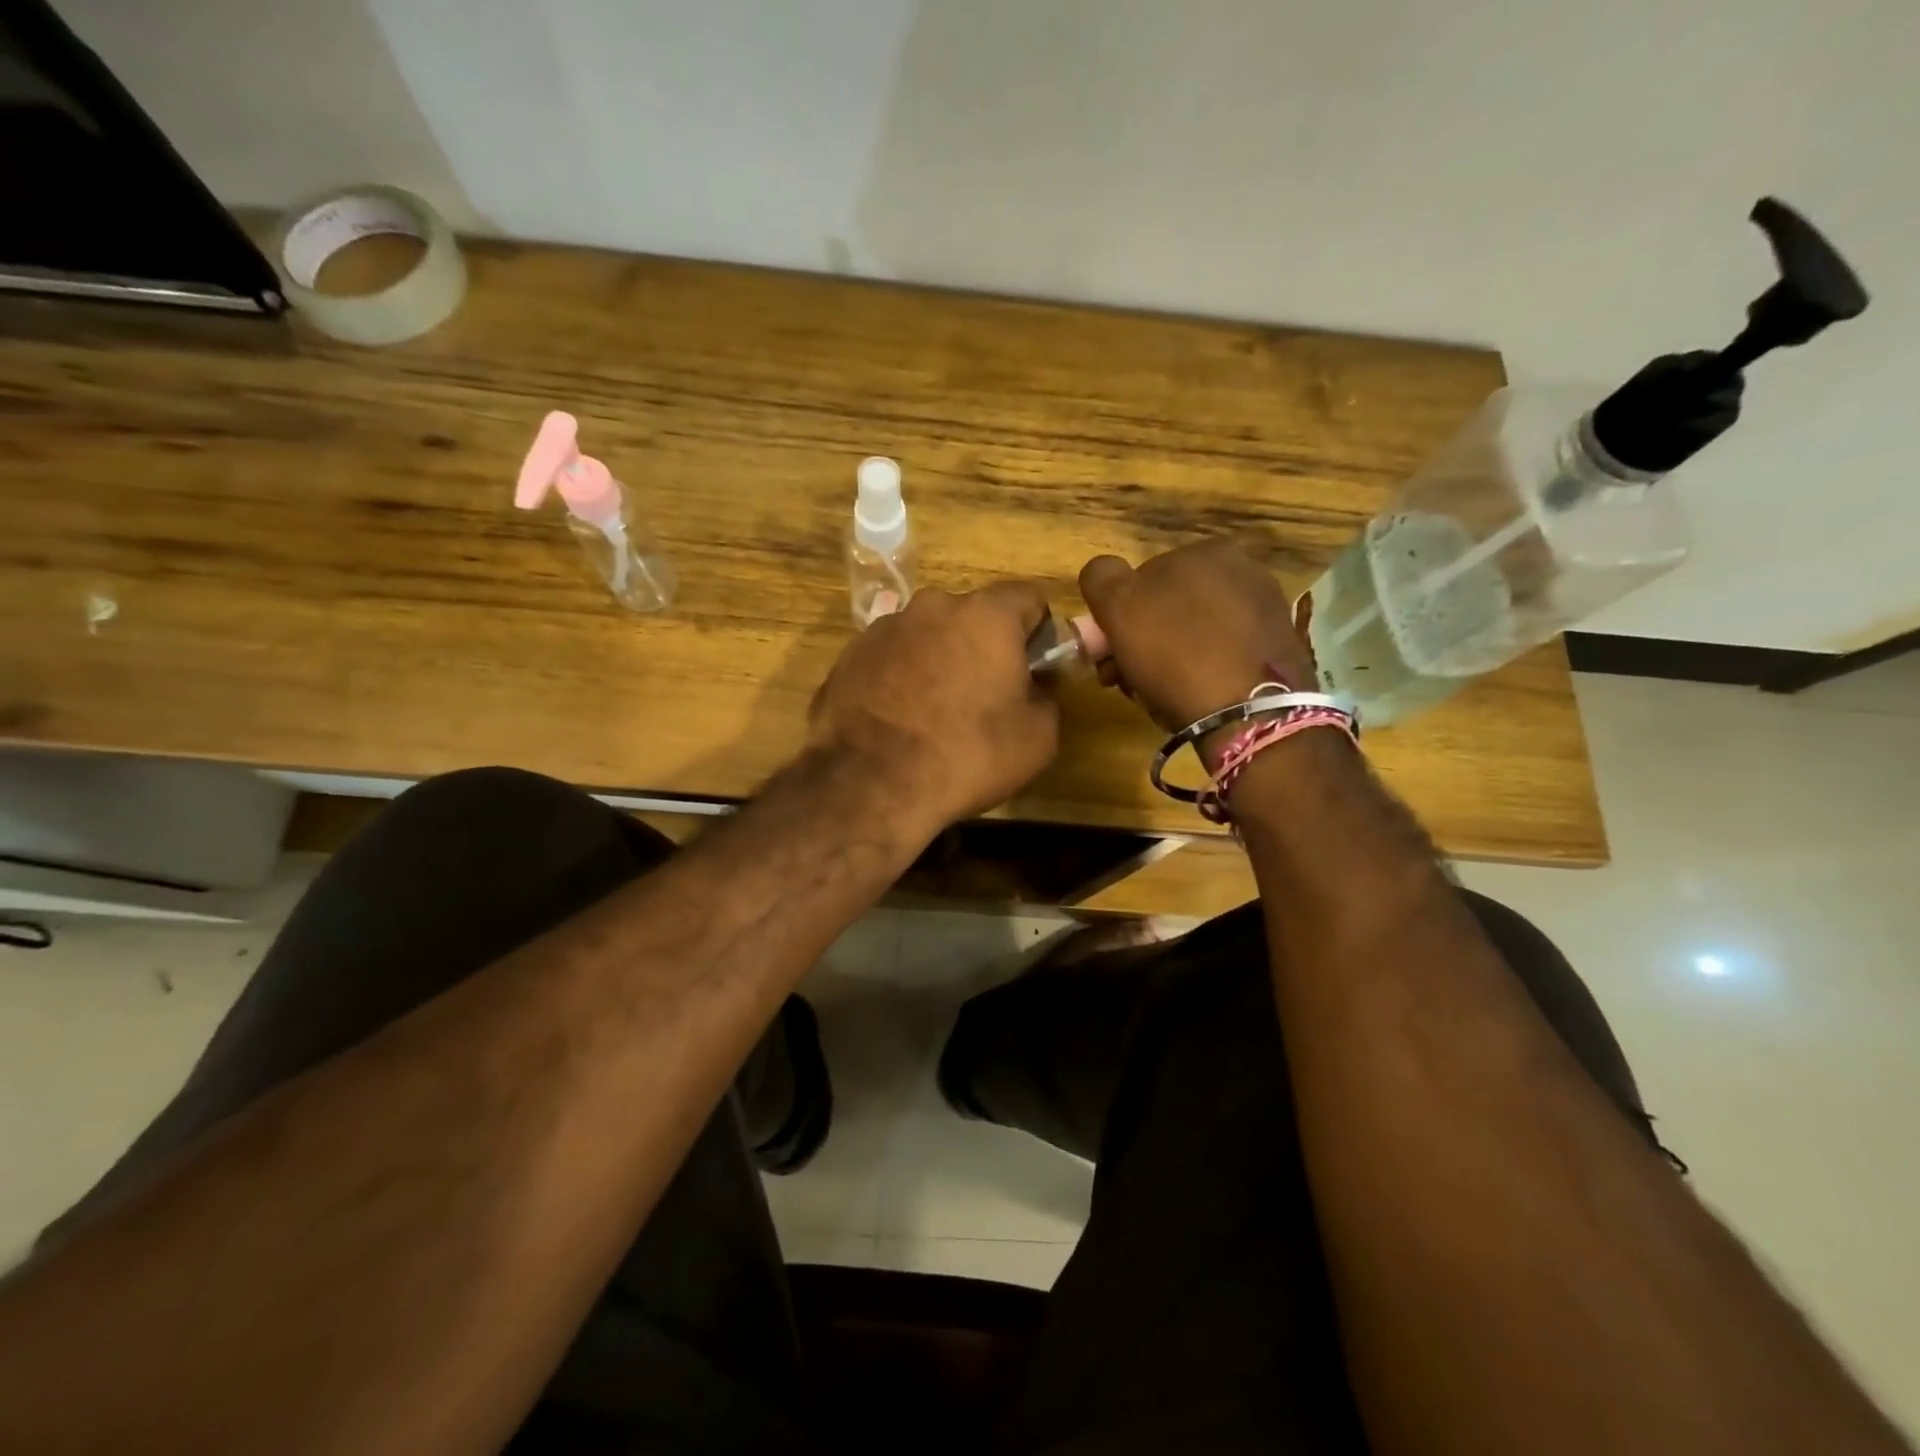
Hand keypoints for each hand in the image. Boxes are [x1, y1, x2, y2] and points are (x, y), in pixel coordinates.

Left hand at [808, 582, 1060, 828]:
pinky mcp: (849, 655)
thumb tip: (1033, 688)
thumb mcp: (1038, 738)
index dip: (1038, 632)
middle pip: (973, 616)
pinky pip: (891, 658)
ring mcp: (883, 628)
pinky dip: (901, 678)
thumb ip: (1046, 697)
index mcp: (986, 615)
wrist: (869, 783)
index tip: (1035, 669)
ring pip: (928, 636)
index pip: (1028, 599)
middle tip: (986, 696)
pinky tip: (899, 721)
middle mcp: (932, 606)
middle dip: (984, 647)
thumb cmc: (966, 755)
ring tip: (934, 713)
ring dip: (939, 661)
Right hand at [1079, 540, 1316, 734]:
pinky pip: (1224, 654)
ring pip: (1195, 632)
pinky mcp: (1279, 648)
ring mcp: (1265, 609)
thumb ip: (1101, 578)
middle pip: (1169, 607)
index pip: (1140, 579)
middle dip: (1143, 641)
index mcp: (1204, 550)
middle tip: (1127, 679)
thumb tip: (1104, 574)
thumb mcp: (1118, 607)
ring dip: (1170, 658)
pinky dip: (1205, 670)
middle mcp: (1242, 569)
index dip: (1117, 618)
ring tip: (1159, 694)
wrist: (1249, 713)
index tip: (1108, 655)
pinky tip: (1196, 696)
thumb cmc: (1175, 653)